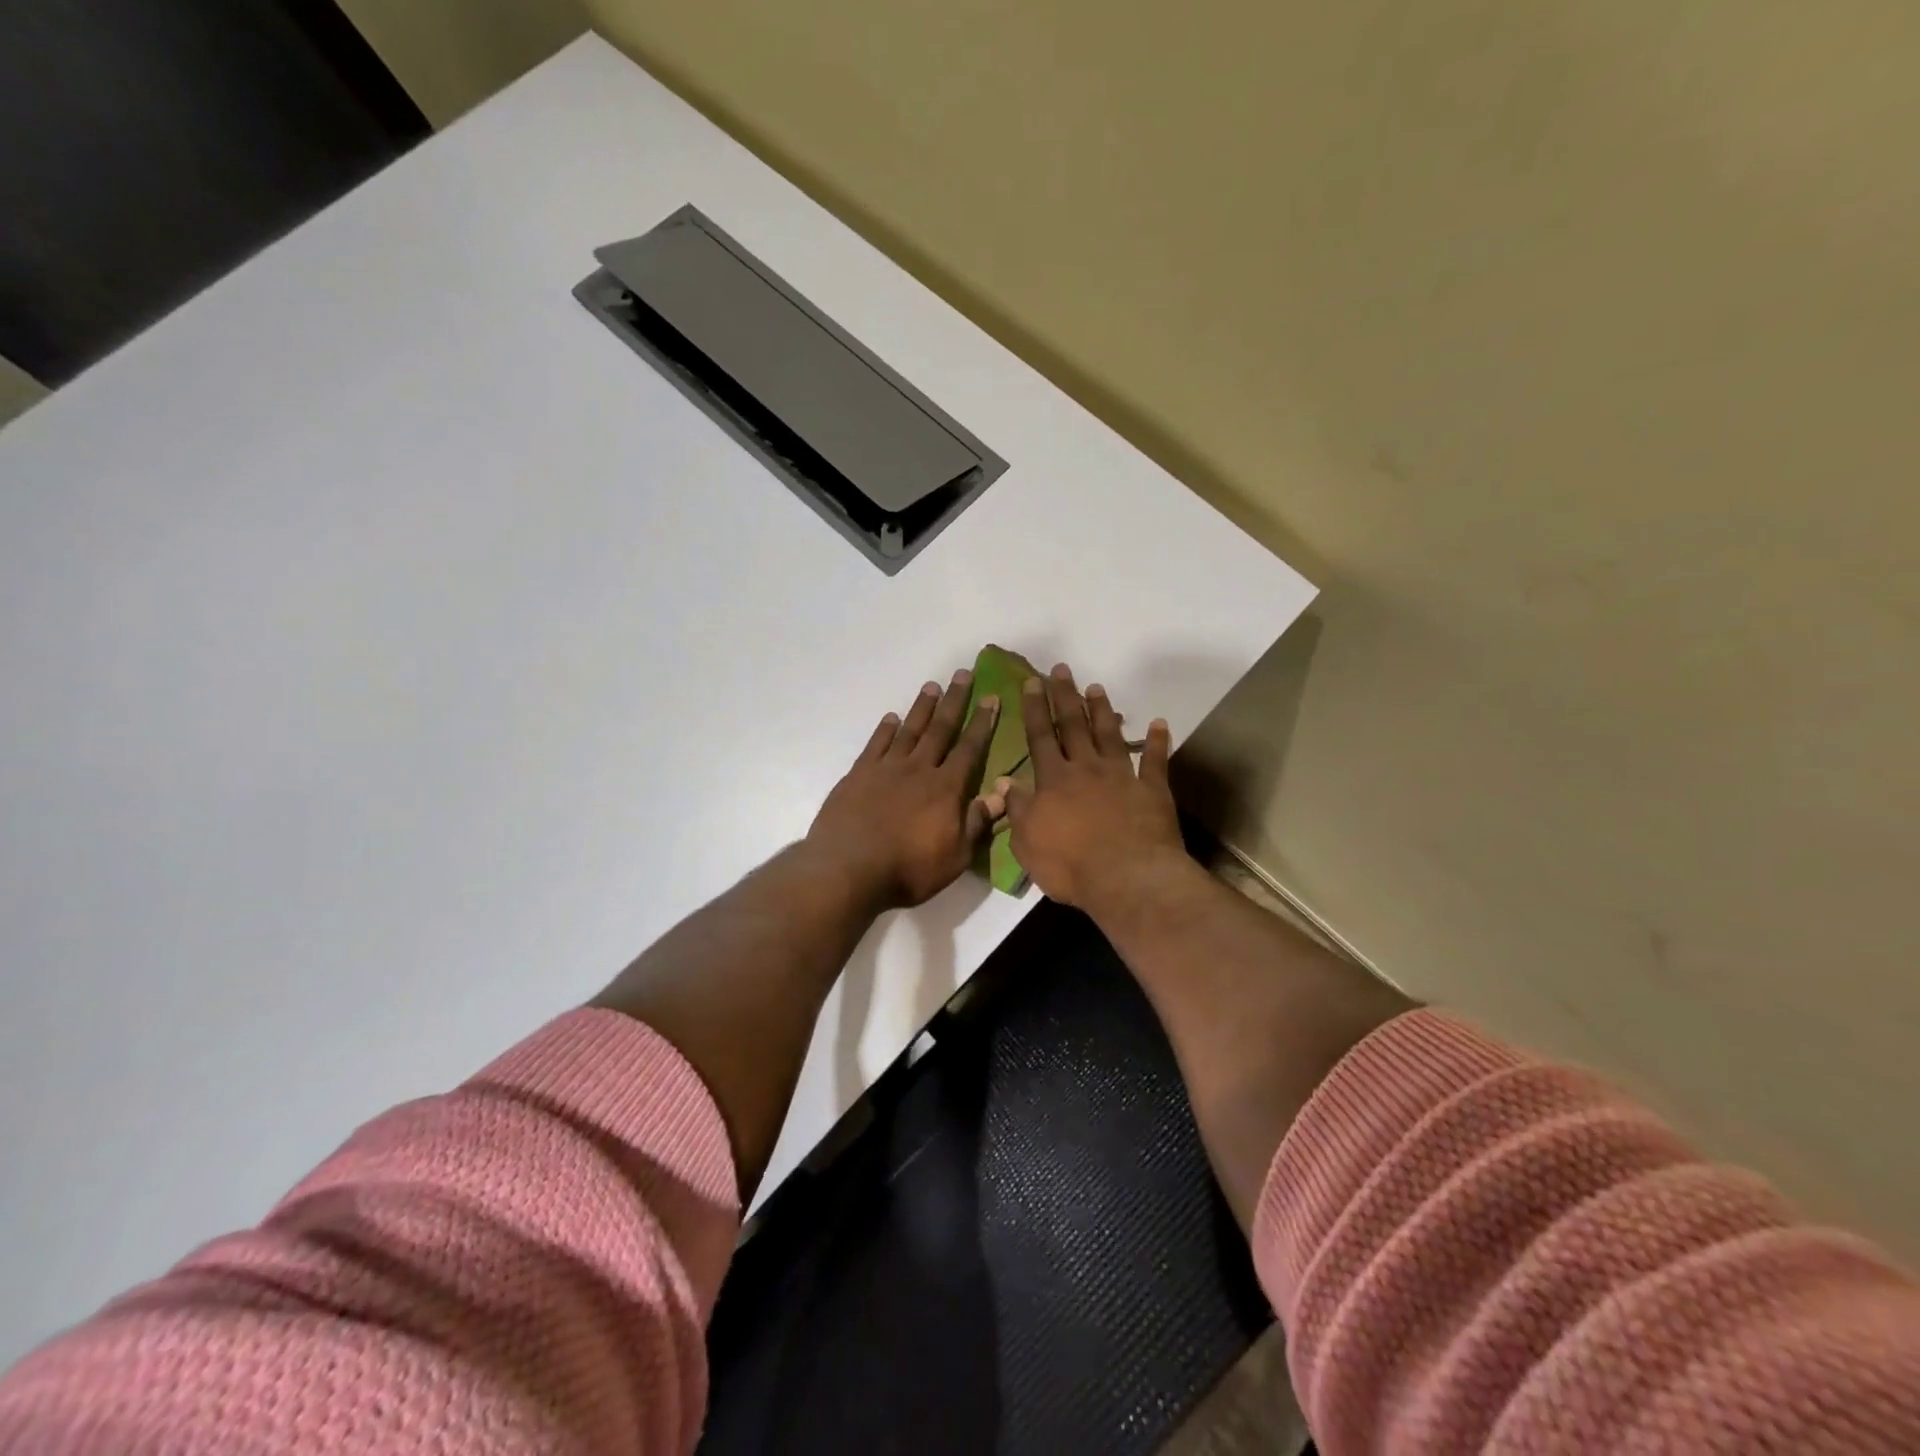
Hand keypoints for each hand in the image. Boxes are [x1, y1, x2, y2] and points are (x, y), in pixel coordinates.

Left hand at [806, 669, 1004, 910]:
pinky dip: (885, 729)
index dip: (982, 723)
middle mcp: (918, 769)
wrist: (848, 869)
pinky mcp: (858, 775)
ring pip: (909, 730)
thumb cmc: (908, 869)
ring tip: (932, 686)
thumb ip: (977, 823)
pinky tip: (892, 718)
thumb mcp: (955, 856)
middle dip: (955, 701)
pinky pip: (876, 745)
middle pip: (940, 729)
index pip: (970, 748)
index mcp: (946, 788)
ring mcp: (886, 769)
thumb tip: (1002, 795)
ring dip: (922, 708)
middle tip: (963, 674)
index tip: (991, 698)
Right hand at [1001, 664, 1186, 913]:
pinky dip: (1157, 741)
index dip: (1035, 709)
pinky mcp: (1152, 790)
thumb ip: (1017, 809)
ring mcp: (1121, 776)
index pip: (1040, 737)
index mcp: (1054, 781)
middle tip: (1061, 670)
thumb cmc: (1070, 865)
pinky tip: (1160, 723)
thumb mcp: (1027, 843)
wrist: (1127, 878)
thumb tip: (1002, 781)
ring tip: (1097, 688)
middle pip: (1073, 726)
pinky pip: (1155, 761)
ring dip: (1102, 710)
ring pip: (1109, 735)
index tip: (1032, 682)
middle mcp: (1086, 769)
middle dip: (1065, 696)